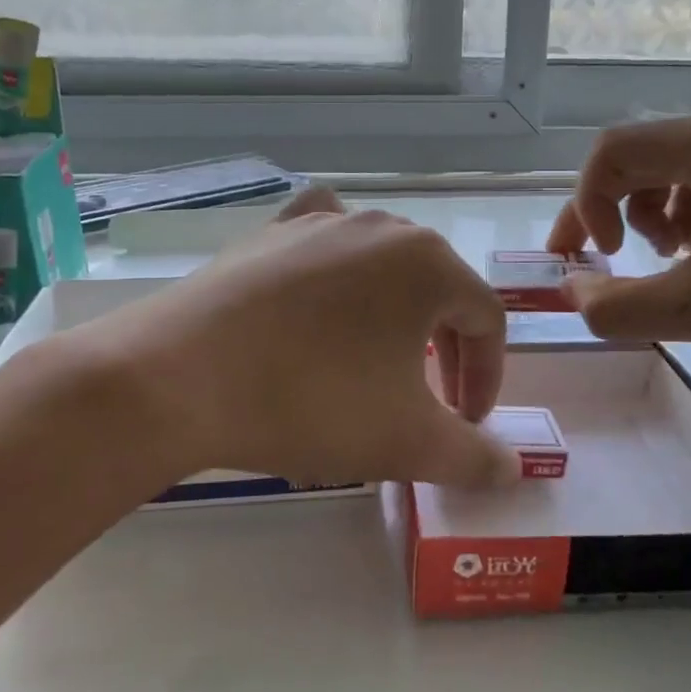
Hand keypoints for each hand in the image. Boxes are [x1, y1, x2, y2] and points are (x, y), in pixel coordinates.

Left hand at [22, 206, 518, 490]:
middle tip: (430, 404)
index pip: (485, 321)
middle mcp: (381, 227)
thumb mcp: (408, 441)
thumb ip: (474, 457)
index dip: (487, 379)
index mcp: (428, 262)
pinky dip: (337, 270)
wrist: (178, 377)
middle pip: (438, 291)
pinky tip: (325, 289)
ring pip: (381, 272)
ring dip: (394, 321)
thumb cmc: (313, 401)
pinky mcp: (268, 235)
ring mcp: (319, 222)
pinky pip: (322, 245)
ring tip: (374, 367)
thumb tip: (512, 469)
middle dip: (445, 353)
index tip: (466, 428)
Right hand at [547, 111, 690, 369]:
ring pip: (671, 171)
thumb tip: (573, 292)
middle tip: (607, 260)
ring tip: (674, 260)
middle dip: (611, 211)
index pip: (609, 153)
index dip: (585, 205)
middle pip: (638, 158)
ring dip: (650, 215)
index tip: (600, 258)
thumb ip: (616, 307)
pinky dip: (690, 218)